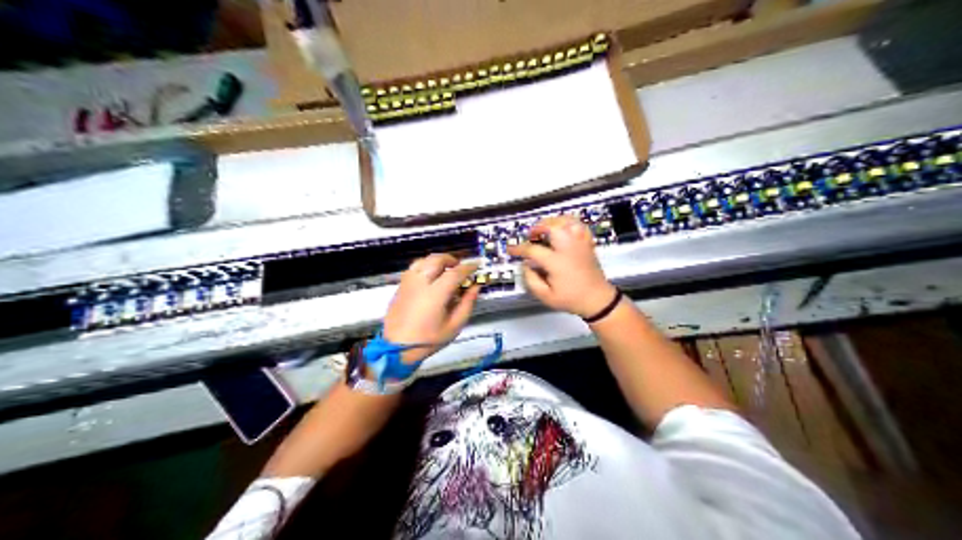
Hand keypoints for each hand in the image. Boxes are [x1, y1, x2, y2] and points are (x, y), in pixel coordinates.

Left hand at [383, 256, 480, 365]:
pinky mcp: (400, 287)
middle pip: (436, 260)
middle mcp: (420, 283)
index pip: (455, 272)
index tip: (476, 265)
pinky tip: (429, 277)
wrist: (397, 348)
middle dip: (451, 260)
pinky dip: (424, 267)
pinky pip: (413, 269)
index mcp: (435, 294)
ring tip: (444, 270)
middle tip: (459, 268)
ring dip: (436, 261)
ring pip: (423, 261)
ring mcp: (407, 283)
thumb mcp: (454, 326)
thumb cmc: (429, 340)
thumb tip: (475, 287)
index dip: (468, 267)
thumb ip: (467, 303)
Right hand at [510, 213, 614, 316]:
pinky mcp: (587, 242)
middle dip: (538, 227)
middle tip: (531, 235)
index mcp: (557, 262)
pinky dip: (568, 222)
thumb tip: (525, 264)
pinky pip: (578, 224)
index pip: (533, 250)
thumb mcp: (545, 296)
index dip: (519, 249)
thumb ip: (531, 280)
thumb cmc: (571, 299)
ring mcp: (580, 243)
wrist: (597, 299)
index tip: (511, 249)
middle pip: (552, 227)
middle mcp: (569, 248)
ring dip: (552, 222)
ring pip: (566, 221)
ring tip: (544, 228)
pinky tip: (562, 227)